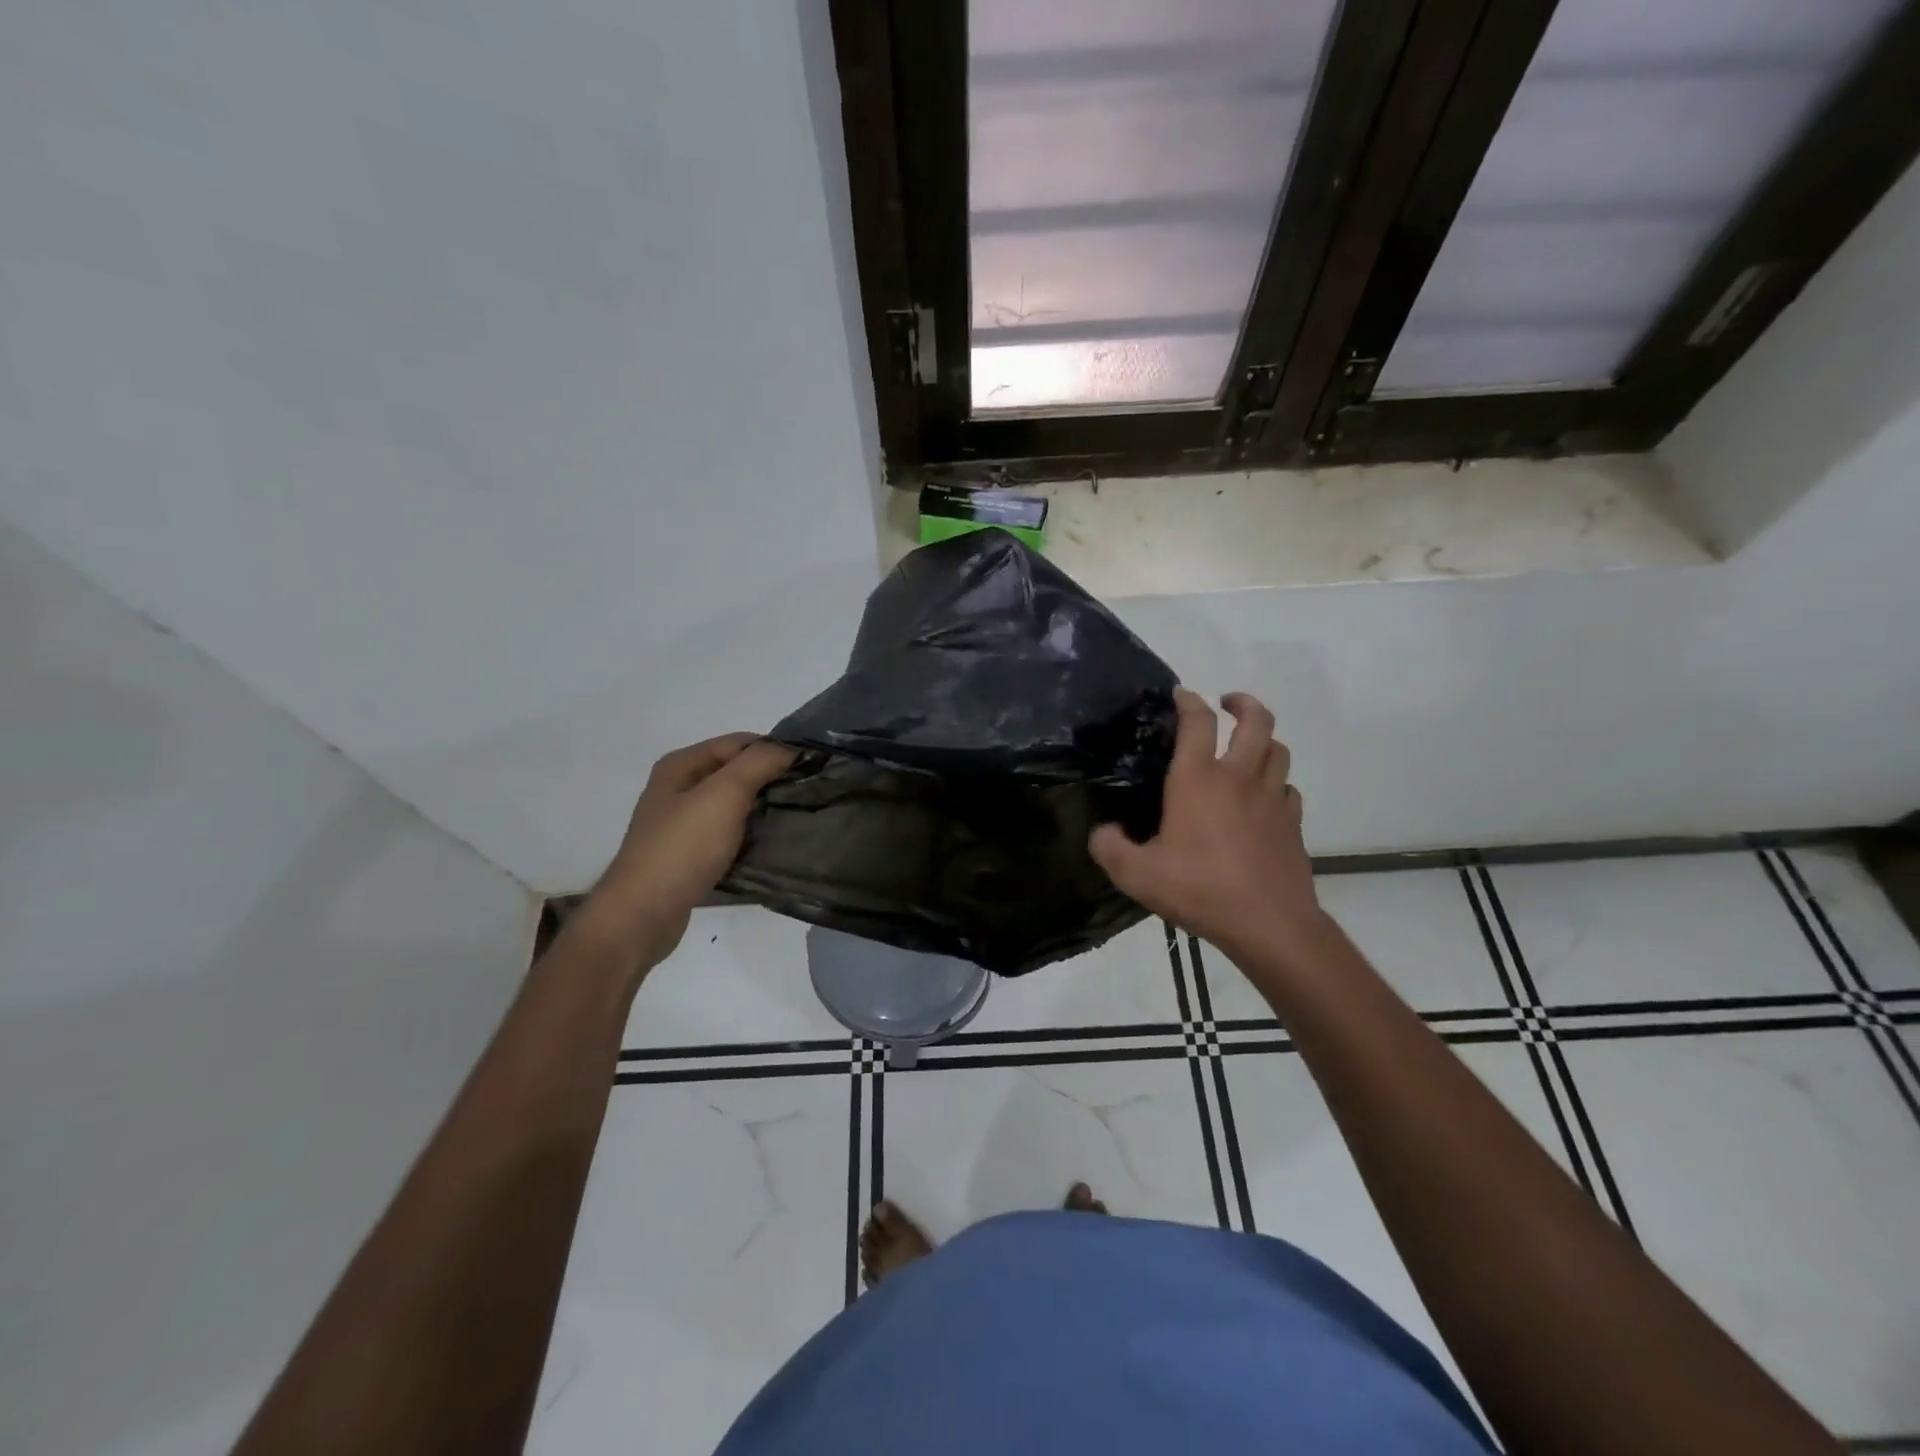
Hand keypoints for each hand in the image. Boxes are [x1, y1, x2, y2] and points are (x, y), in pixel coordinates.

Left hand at [582, 733, 796, 969]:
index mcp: (681, 765)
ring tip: (798, 816)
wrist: (642, 916)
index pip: (739, 742)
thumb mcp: (724, 795)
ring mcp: (682, 824)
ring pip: (734, 805)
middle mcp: (679, 789)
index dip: (774, 750)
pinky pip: (729, 834)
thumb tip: (790, 748)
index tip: (811, 766)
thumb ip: (758, 763)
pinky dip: (750, 834)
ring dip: (763, 808)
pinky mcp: (690, 855)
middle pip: (736, 772)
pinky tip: (773, 844)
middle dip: (771, 779)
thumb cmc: (682, 848)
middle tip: (810, 792)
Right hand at [1089, 689, 1325, 967]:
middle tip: (1227, 703)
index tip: (1180, 694)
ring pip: (1279, 751)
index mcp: (1198, 780)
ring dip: (1265, 740)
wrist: (1269, 923)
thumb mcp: (1137, 874)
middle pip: (1257, 721)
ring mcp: (1272, 799)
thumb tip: (1101, 833)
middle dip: (1243, 703)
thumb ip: (1109, 848)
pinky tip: (1264, 798)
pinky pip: (1288, 790)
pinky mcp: (1293, 824)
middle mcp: (1239, 778)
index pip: (1197, 722)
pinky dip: (1277, 783)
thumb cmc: (1200, 889)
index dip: (1189, 701)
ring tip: (1248, 747)